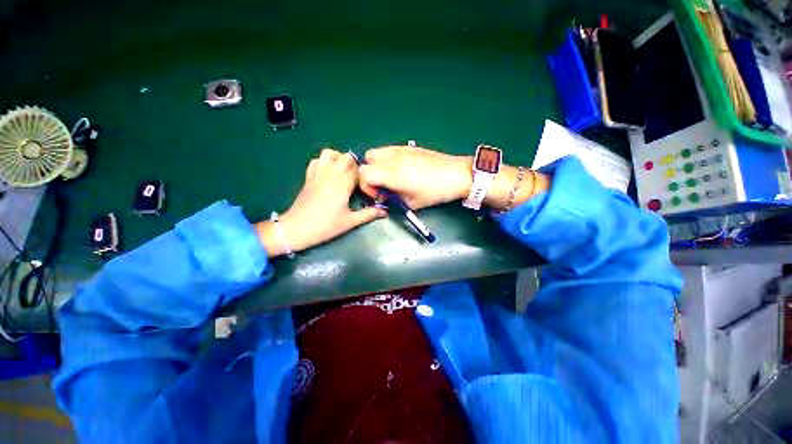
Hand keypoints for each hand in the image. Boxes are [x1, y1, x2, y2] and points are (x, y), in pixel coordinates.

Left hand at [255, 149, 385, 256]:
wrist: (296, 229)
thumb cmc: (326, 226)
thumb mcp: (350, 222)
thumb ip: (369, 214)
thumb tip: (385, 212)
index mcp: (342, 184)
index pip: (358, 170)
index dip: (365, 177)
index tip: (366, 189)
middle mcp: (330, 174)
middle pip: (346, 158)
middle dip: (355, 166)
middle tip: (357, 181)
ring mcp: (317, 173)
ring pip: (329, 154)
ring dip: (339, 159)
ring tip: (344, 173)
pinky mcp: (308, 177)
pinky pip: (317, 161)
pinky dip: (325, 162)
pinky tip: (329, 174)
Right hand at [359, 145, 550, 211]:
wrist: (457, 174)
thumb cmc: (435, 192)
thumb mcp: (412, 203)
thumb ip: (393, 198)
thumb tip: (386, 194)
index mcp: (391, 173)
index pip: (364, 174)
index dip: (366, 187)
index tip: (379, 196)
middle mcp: (392, 158)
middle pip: (367, 159)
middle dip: (370, 174)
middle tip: (383, 185)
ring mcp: (400, 149)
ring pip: (377, 152)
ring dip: (377, 165)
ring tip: (391, 176)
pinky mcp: (408, 146)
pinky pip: (389, 149)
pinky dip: (388, 159)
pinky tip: (401, 169)